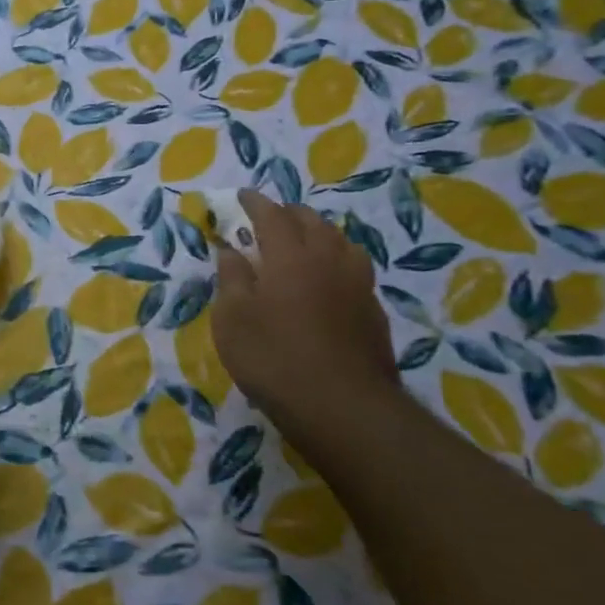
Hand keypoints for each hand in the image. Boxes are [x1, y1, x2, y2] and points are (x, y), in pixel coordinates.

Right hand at [212, 190, 398, 452]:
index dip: (255, 203)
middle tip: (269, 218)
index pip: (271, 215)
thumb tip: (231, 251)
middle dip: (288, 214)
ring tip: (304, 242)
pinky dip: (336, 261)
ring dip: (318, 233)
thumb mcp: (232, 319)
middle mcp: (328, 259)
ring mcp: (357, 284)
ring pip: (340, 242)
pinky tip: (328, 280)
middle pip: (311, 222)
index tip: (242, 196)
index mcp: (290, 255)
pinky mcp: (373, 311)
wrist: (345, 408)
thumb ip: (231, 279)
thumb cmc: (274, 358)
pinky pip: (354, 269)